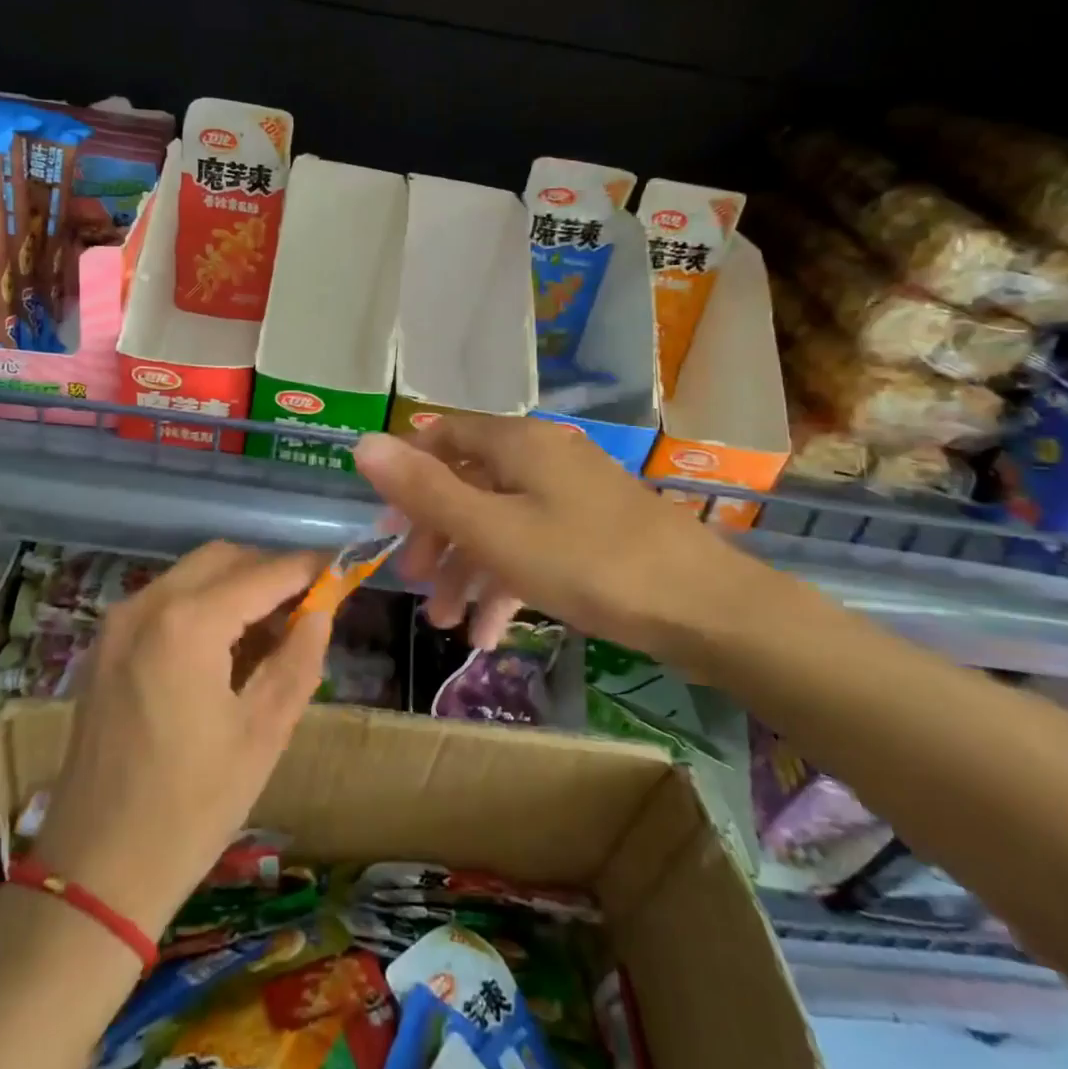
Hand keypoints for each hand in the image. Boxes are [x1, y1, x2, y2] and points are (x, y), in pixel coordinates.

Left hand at [30, 542, 330, 940]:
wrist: (95, 874)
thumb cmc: (192, 807)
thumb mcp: (263, 733)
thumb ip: (299, 658)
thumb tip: (322, 609)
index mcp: (187, 624)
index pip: (264, 573)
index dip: (309, 568)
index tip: (344, 568)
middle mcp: (146, 605)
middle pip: (223, 559)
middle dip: (270, 571)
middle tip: (309, 605)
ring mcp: (118, 624)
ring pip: (192, 575)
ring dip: (237, 586)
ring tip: (272, 630)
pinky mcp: (105, 646)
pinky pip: (164, 601)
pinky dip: (203, 605)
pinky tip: (226, 647)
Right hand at [353, 417, 753, 655]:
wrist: (705, 608)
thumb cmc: (588, 562)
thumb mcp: (494, 531)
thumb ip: (426, 491)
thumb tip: (362, 443)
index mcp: (516, 443)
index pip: (443, 436)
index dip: (408, 474)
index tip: (388, 524)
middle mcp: (541, 457)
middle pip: (468, 484)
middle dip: (436, 535)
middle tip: (416, 582)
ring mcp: (570, 494)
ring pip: (499, 521)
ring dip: (467, 569)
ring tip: (447, 623)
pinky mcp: (591, 531)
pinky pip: (532, 545)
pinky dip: (506, 581)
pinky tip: (490, 632)